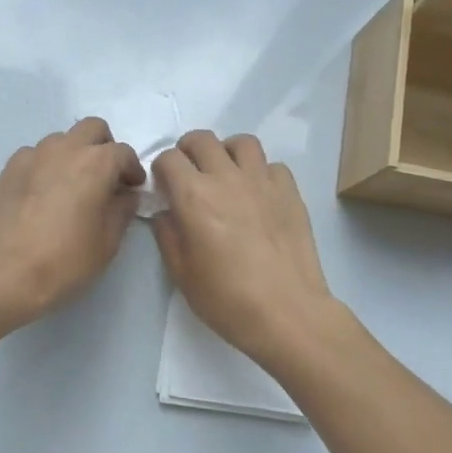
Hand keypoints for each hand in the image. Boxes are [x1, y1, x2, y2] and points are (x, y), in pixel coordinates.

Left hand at [0, 117, 145, 326]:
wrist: (5, 274)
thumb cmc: (65, 260)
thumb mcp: (108, 242)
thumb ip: (122, 210)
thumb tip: (126, 194)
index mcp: (95, 163)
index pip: (123, 153)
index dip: (132, 170)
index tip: (133, 188)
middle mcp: (65, 149)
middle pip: (92, 129)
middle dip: (104, 147)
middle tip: (105, 177)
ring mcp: (32, 155)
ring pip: (61, 140)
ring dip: (73, 154)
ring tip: (71, 185)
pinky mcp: (8, 169)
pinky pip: (35, 155)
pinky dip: (46, 166)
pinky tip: (43, 193)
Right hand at [151, 131, 333, 367]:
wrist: (286, 313)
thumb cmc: (226, 299)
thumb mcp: (181, 273)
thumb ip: (168, 235)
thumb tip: (166, 214)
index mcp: (193, 196)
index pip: (169, 158)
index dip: (161, 170)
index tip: (163, 188)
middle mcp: (227, 178)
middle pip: (202, 140)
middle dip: (188, 151)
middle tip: (189, 175)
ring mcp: (262, 182)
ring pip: (242, 143)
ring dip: (227, 152)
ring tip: (225, 175)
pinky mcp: (290, 192)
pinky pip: (272, 166)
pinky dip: (261, 173)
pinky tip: (258, 196)